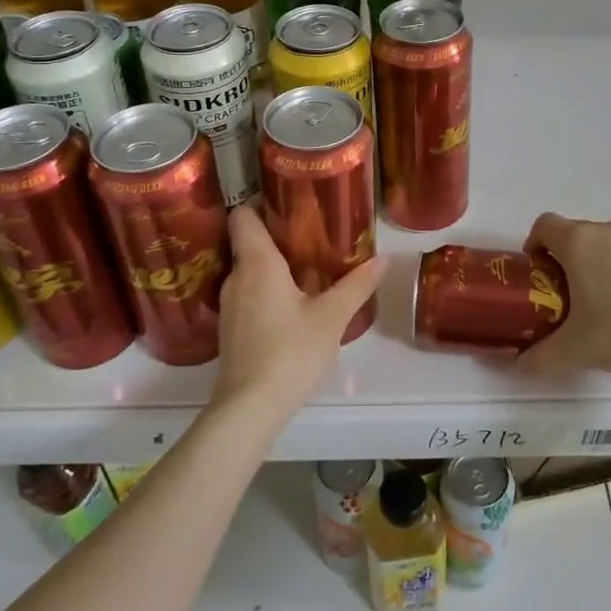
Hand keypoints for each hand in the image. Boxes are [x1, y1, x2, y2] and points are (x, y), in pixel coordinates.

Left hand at [211, 205, 384, 418]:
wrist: (250, 408)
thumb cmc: (290, 352)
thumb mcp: (332, 317)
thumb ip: (356, 285)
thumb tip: (382, 259)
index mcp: (257, 263)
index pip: (243, 214)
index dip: (261, 202)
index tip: (290, 202)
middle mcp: (236, 276)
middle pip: (248, 241)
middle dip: (277, 234)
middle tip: (311, 232)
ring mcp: (229, 304)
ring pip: (248, 269)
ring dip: (272, 264)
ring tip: (305, 265)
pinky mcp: (230, 328)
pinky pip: (247, 293)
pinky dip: (265, 289)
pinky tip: (290, 303)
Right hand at [517, 213, 610, 374]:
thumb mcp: (574, 351)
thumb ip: (539, 357)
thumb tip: (517, 365)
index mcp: (578, 244)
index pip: (544, 224)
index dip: (535, 243)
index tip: (538, 270)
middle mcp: (608, 231)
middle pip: (577, 232)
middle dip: (569, 257)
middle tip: (570, 294)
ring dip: (604, 262)